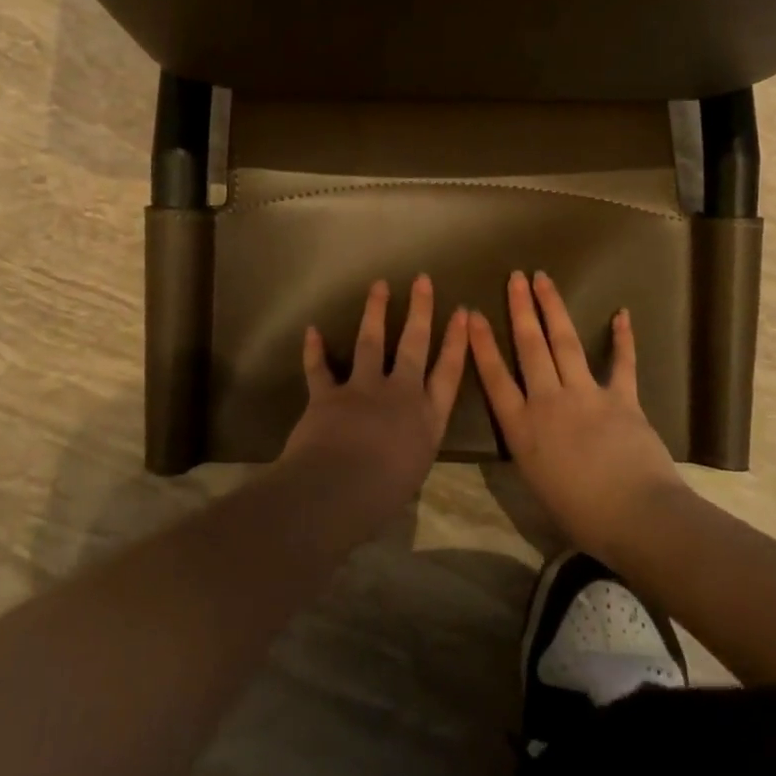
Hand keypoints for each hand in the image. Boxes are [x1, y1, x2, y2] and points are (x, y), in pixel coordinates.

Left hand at [281, 275, 469, 524]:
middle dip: (420, 310)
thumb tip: (401, 443)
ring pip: (371, 342)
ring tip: (379, 286)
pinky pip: (319, 368)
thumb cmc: (382, 495)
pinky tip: (312, 330)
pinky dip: (314, 350)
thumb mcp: (412, 471)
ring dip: (374, 311)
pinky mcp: (329, 395)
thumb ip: (410, 447)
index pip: (449, 372)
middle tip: (422, 280)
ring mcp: (363, 390)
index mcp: (427, 418)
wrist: (337, 491)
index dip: (457, 341)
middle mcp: (400, 395)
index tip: (463, 312)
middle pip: (414, 344)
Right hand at [469, 271, 687, 563]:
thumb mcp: (537, 485)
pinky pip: (622, 363)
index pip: (494, 378)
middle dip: (520, 309)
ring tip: (543, 280)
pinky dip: (623, 339)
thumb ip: (531, 450)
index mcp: (522, 429)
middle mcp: (548, 402)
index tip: (473, 314)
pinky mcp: (621, 398)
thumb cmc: (581, 515)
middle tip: (515, 277)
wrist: (636, 516)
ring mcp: (586, 395)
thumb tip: (530, 433)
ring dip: (553, 308)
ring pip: (564, 342)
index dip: (482, 344)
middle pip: (529, 347)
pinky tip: (622, 314)